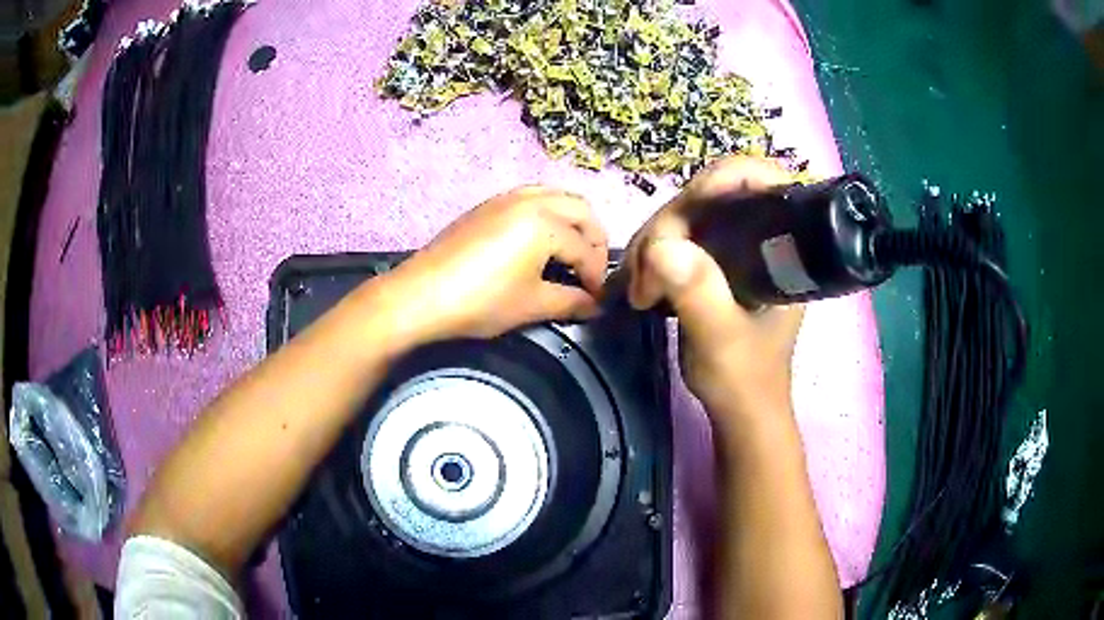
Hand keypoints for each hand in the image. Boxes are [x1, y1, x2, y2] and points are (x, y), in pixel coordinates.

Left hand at [386, 186, 607, 341]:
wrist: (420, 295)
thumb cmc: (481, 301)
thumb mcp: (531, 305)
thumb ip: (570, 302)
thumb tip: (594, 306)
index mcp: (545, 223)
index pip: (585, 249)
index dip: (596, 276)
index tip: (597, 299)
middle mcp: (531, 200)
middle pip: (580, 210)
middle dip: (593, 240)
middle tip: (590, 270)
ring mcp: (506, 198)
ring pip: (556, 196)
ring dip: (572, 221)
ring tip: (570, 252)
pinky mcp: (487, 204)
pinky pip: (531, 197)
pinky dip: (548, 213)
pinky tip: (539, 240)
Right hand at [624, 157, 803, 429]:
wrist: (741, 410)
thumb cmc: (746, 380)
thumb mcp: (722, 340)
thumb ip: (699, 293)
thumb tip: (662, 245)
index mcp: (785, 247)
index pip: (762, 182)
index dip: (724, 179)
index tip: (681, 211)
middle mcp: (764, 236)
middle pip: (712, 196)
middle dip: (670, 225)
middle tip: (644, 276)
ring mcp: (739, 247)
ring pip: (689, 216)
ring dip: (655, 244)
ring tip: (640, 290)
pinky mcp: (718, 261)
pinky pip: (681, 237)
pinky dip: (656, 254)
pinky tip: (643, 282)